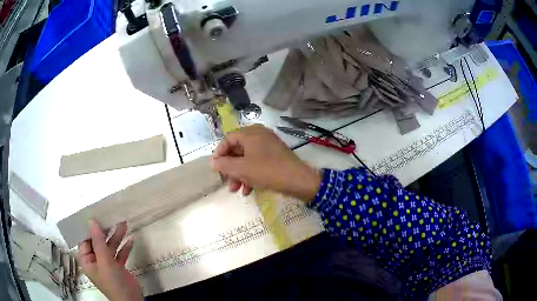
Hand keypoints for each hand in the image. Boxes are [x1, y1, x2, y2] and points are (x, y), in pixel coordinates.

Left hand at [77, 221, 141, 300]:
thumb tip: (91, 221)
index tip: (95, 215)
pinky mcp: (118, 267)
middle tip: (111, 218)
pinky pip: (119, 254)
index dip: (89, 229)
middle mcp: (95, 260)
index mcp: (86, 260)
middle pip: (98, 242)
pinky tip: (131, 240)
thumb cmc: (113, 282)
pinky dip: (124, 248)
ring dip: (116, 237)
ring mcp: (107, 264)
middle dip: (105, 232)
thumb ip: (98, 242)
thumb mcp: (105, 261)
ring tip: (124, 225)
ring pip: (110, 247)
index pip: (85, 240)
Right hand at [210, 125, 320, 200]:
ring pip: (247, 159)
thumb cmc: (267, 171)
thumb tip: (213, 162)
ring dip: (239, 174)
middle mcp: (259, 135)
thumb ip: (224, 165)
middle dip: (230, 168)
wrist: (298, 180)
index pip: (228, 139)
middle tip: (227, 182)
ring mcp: (268, 146)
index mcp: (251, 133)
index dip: (219, 154)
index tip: (215, 168)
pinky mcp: (275, 156)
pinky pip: (257, 163)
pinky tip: (248, 190)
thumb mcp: (242, 169)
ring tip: (236, 190)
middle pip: (237, 150)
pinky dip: (251, 175)